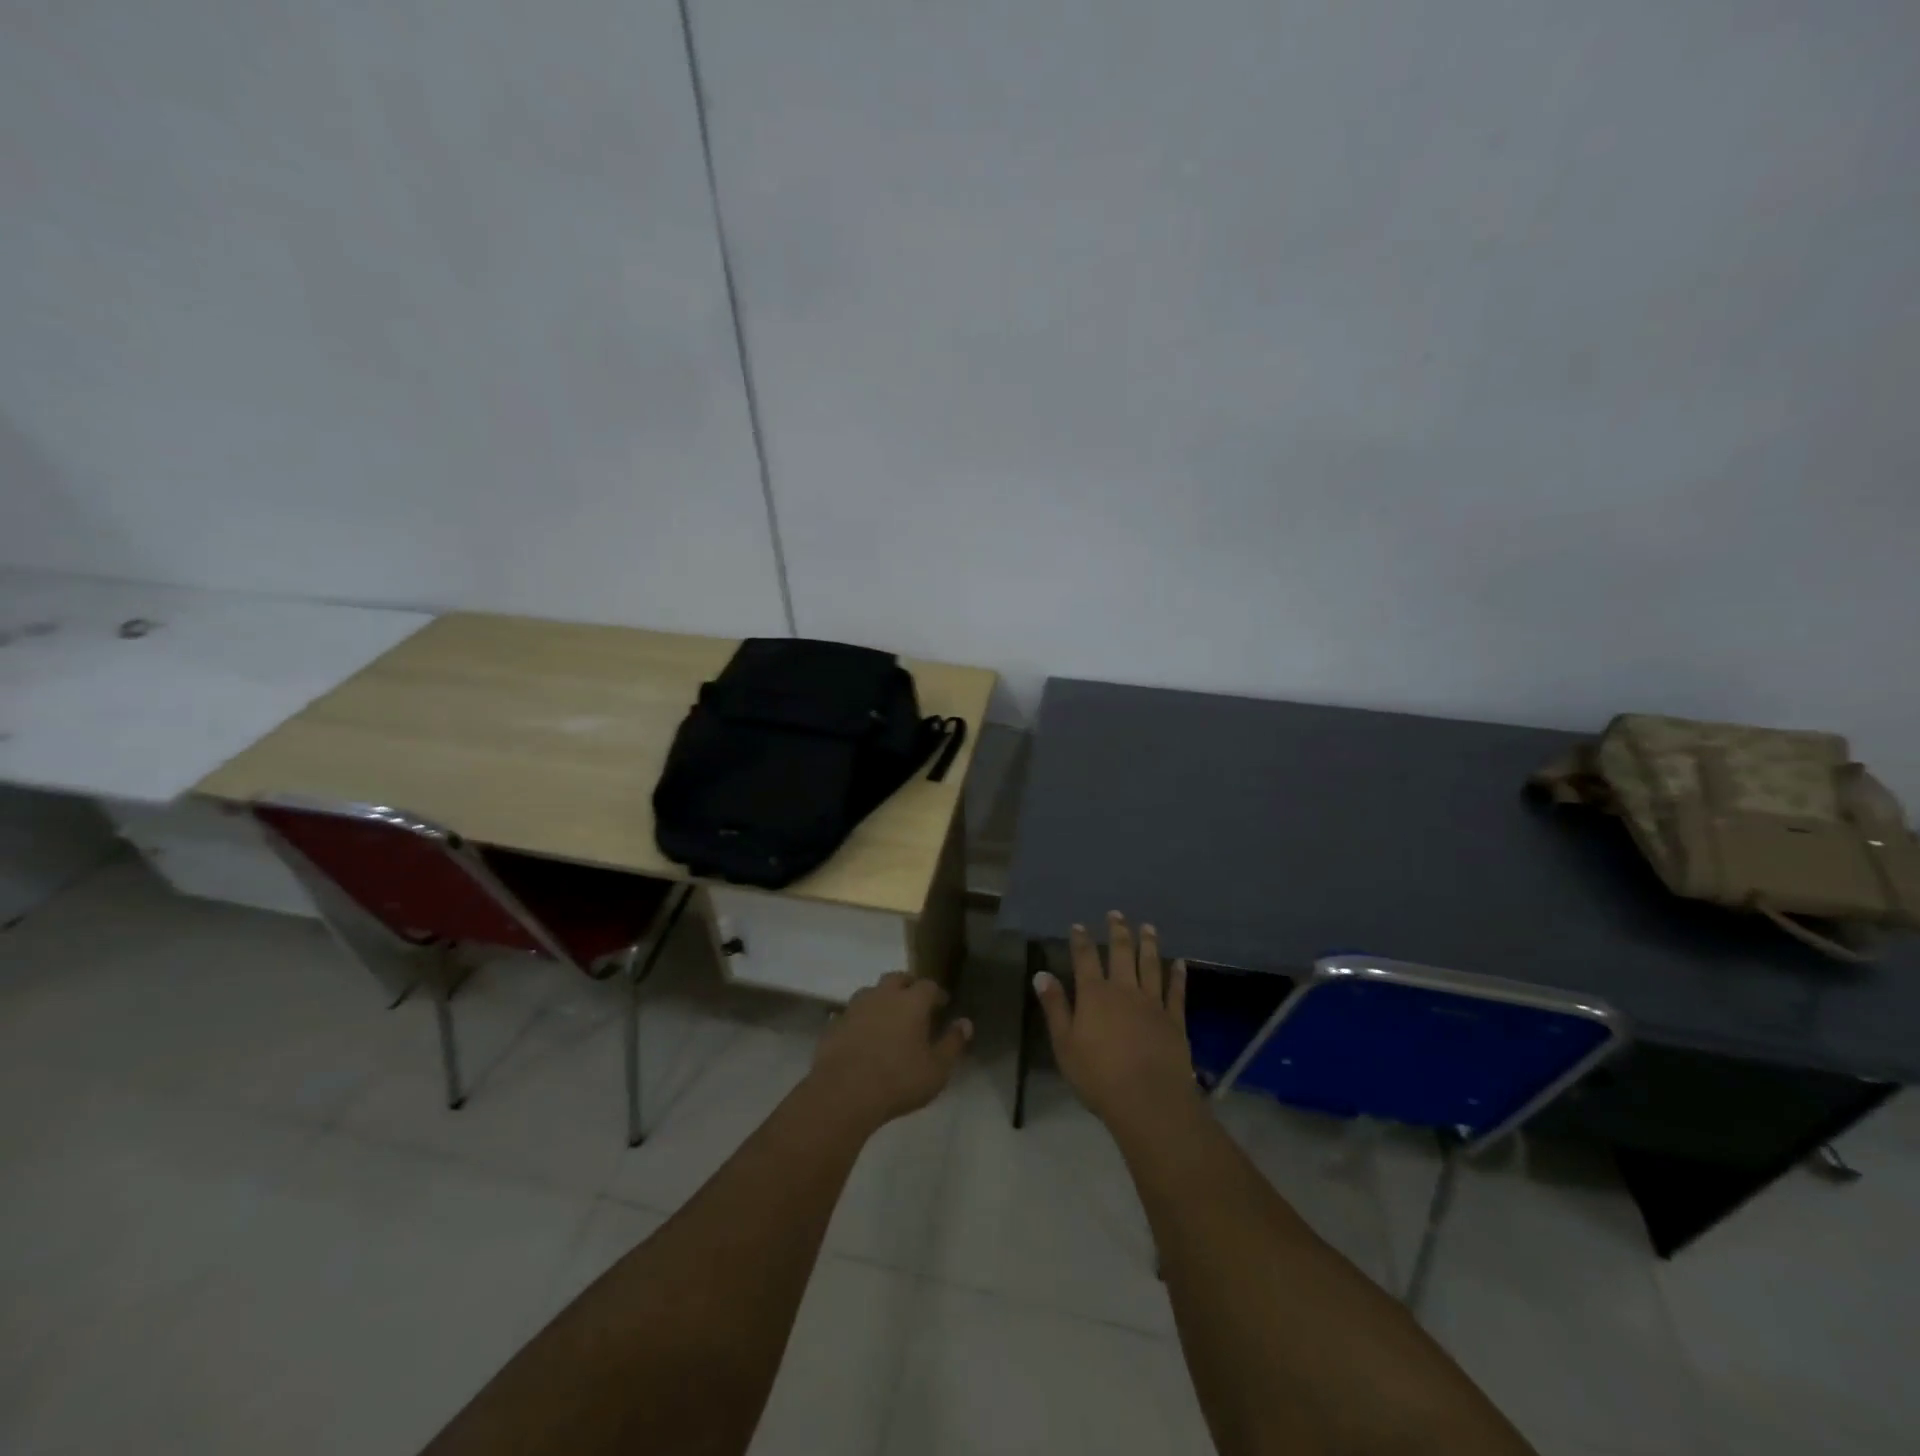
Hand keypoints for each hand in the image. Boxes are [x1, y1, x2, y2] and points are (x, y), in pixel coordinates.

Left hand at [808, 971, 971, 1130]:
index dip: (937, 993)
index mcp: (912, 1002)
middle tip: (915, 1003)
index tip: (942, 1004)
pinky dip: (861, 1018)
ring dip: (882, 998)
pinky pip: (852, 1013)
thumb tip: (966, 1023)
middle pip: (897, 978)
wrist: (843, 1093)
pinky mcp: (835, 1023)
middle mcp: (883, 995)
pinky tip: (863, 1034)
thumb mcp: (937, 1069)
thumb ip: (953, 1044)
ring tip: (888, 1017)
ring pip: (872, 991)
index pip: (929, 985)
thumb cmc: (899, 1080)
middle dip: (908, 986)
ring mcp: (856, 1006)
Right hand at [1034, 912, 1194, 1128]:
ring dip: (1148, 944)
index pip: (1085, 959)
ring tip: (1148, 927)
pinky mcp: (1174, 1020)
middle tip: (1117, 914)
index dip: (1081, 940)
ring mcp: (1152, 1003)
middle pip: (1120, 953)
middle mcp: (1124, 990)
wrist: (1149, 1100)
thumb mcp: (1064, 1044)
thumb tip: (1041, 974)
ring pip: (1150, 965)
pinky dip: (1178, 975)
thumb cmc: (1098, 1076)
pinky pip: (1176, 991)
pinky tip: (1180, 963)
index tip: (1079, 925)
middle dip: (1118, 931)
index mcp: (1094, 995)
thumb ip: (1055, 1007)